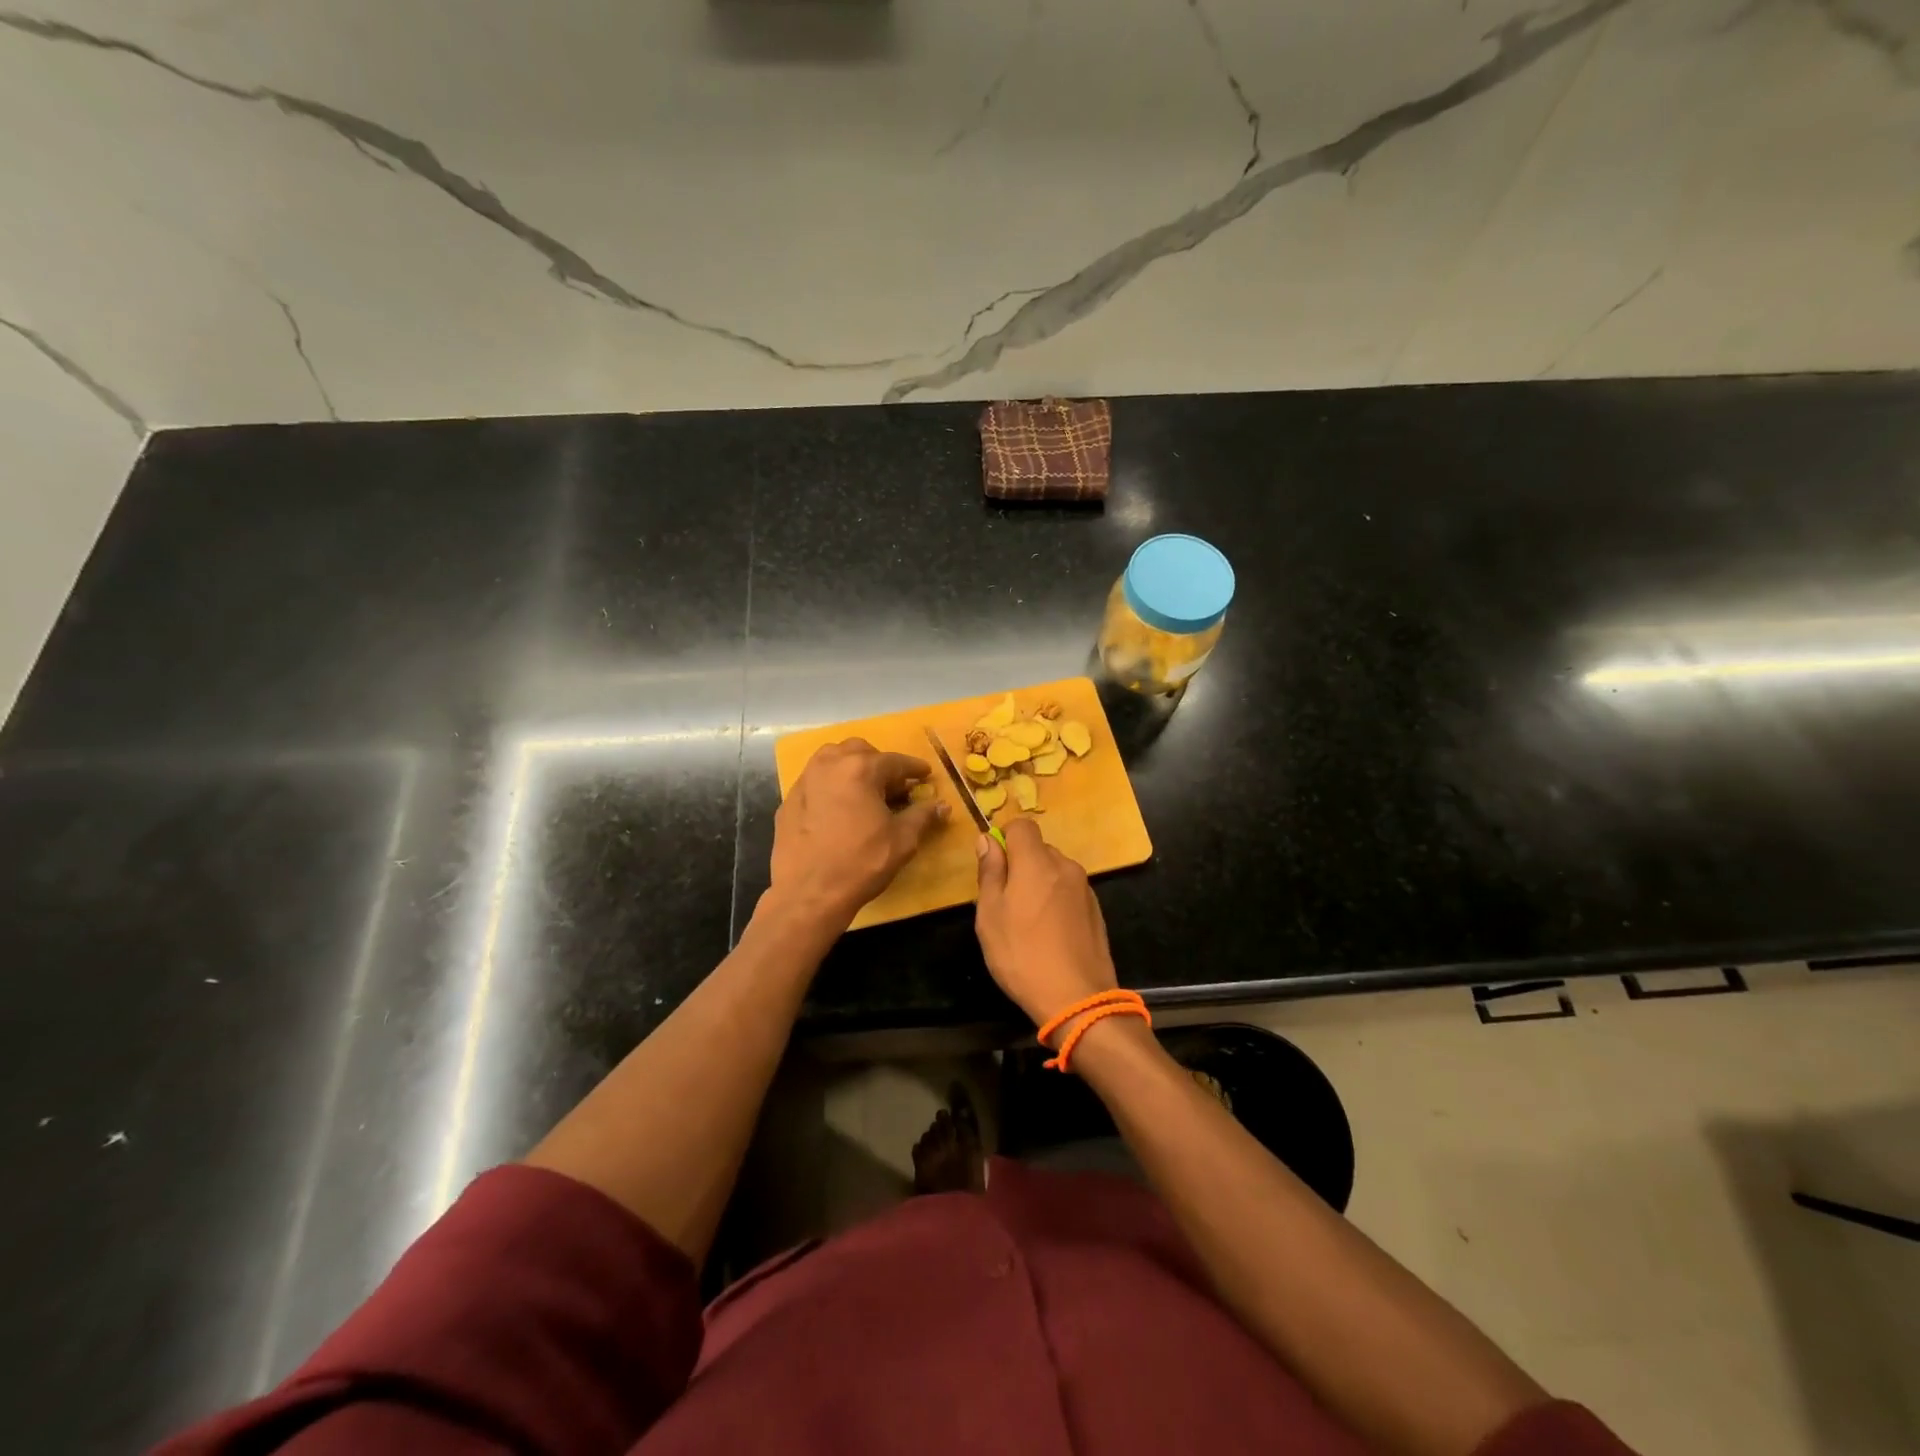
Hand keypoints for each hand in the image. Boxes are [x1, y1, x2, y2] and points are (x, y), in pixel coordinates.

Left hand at [767, 738, 949, 928]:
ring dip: (852, 767)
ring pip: (832, 759)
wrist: (809, 893)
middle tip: (893, 786)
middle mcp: (830, 765)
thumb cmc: (861, 863)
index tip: (924, 774)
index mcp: (860, 769)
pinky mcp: (789, 800)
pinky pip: (815, 781)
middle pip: (860, 751)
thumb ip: (922, 816)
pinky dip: (831, 785)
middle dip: (880, 763)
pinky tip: (838, 807)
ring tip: (864, 790)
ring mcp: (805, 781)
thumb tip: (942, 806)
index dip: (913, 768)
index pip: (895, 761)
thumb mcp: (902, 840)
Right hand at [974, 818, 1116, 1026]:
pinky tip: (1050, 933)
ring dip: (1039, 883)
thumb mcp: (990, 915)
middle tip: (1005, 900)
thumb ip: (990, 872)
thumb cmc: (1022, 955)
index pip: (1022, 825)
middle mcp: (1065, 866)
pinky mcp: (1096, 910)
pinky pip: (1069, 891)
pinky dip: (1056, 900)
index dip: (1005, 837)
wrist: (1078, 999)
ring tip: (1028, 922)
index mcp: (1037, 862)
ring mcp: (1085, 888)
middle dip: (1021, 864)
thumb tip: (988, 839)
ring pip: (1054, 871)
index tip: (994, 865)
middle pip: (1039, 849)